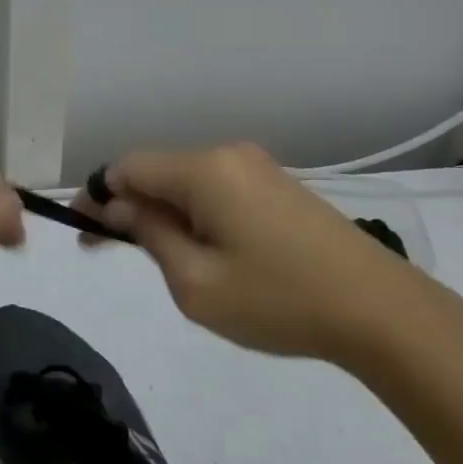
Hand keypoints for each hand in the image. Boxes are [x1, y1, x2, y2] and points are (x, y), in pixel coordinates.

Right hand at [74, 143, 410, 362]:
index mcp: (205, 170)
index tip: (83, 230)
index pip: (130, 166)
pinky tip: (209, 252)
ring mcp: (259, 167)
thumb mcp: (196, 283)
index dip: (99, 194)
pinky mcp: (281, 186)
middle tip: (115, 252)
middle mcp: (229, 154)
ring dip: (167, 213)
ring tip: (167, 261)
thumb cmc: (278, 300)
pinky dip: (199, 214)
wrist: (379, 309)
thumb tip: (121, 207)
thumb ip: (151, 236)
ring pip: (190, 181)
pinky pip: (221, 190)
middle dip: (132, 206)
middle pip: (160, 170)